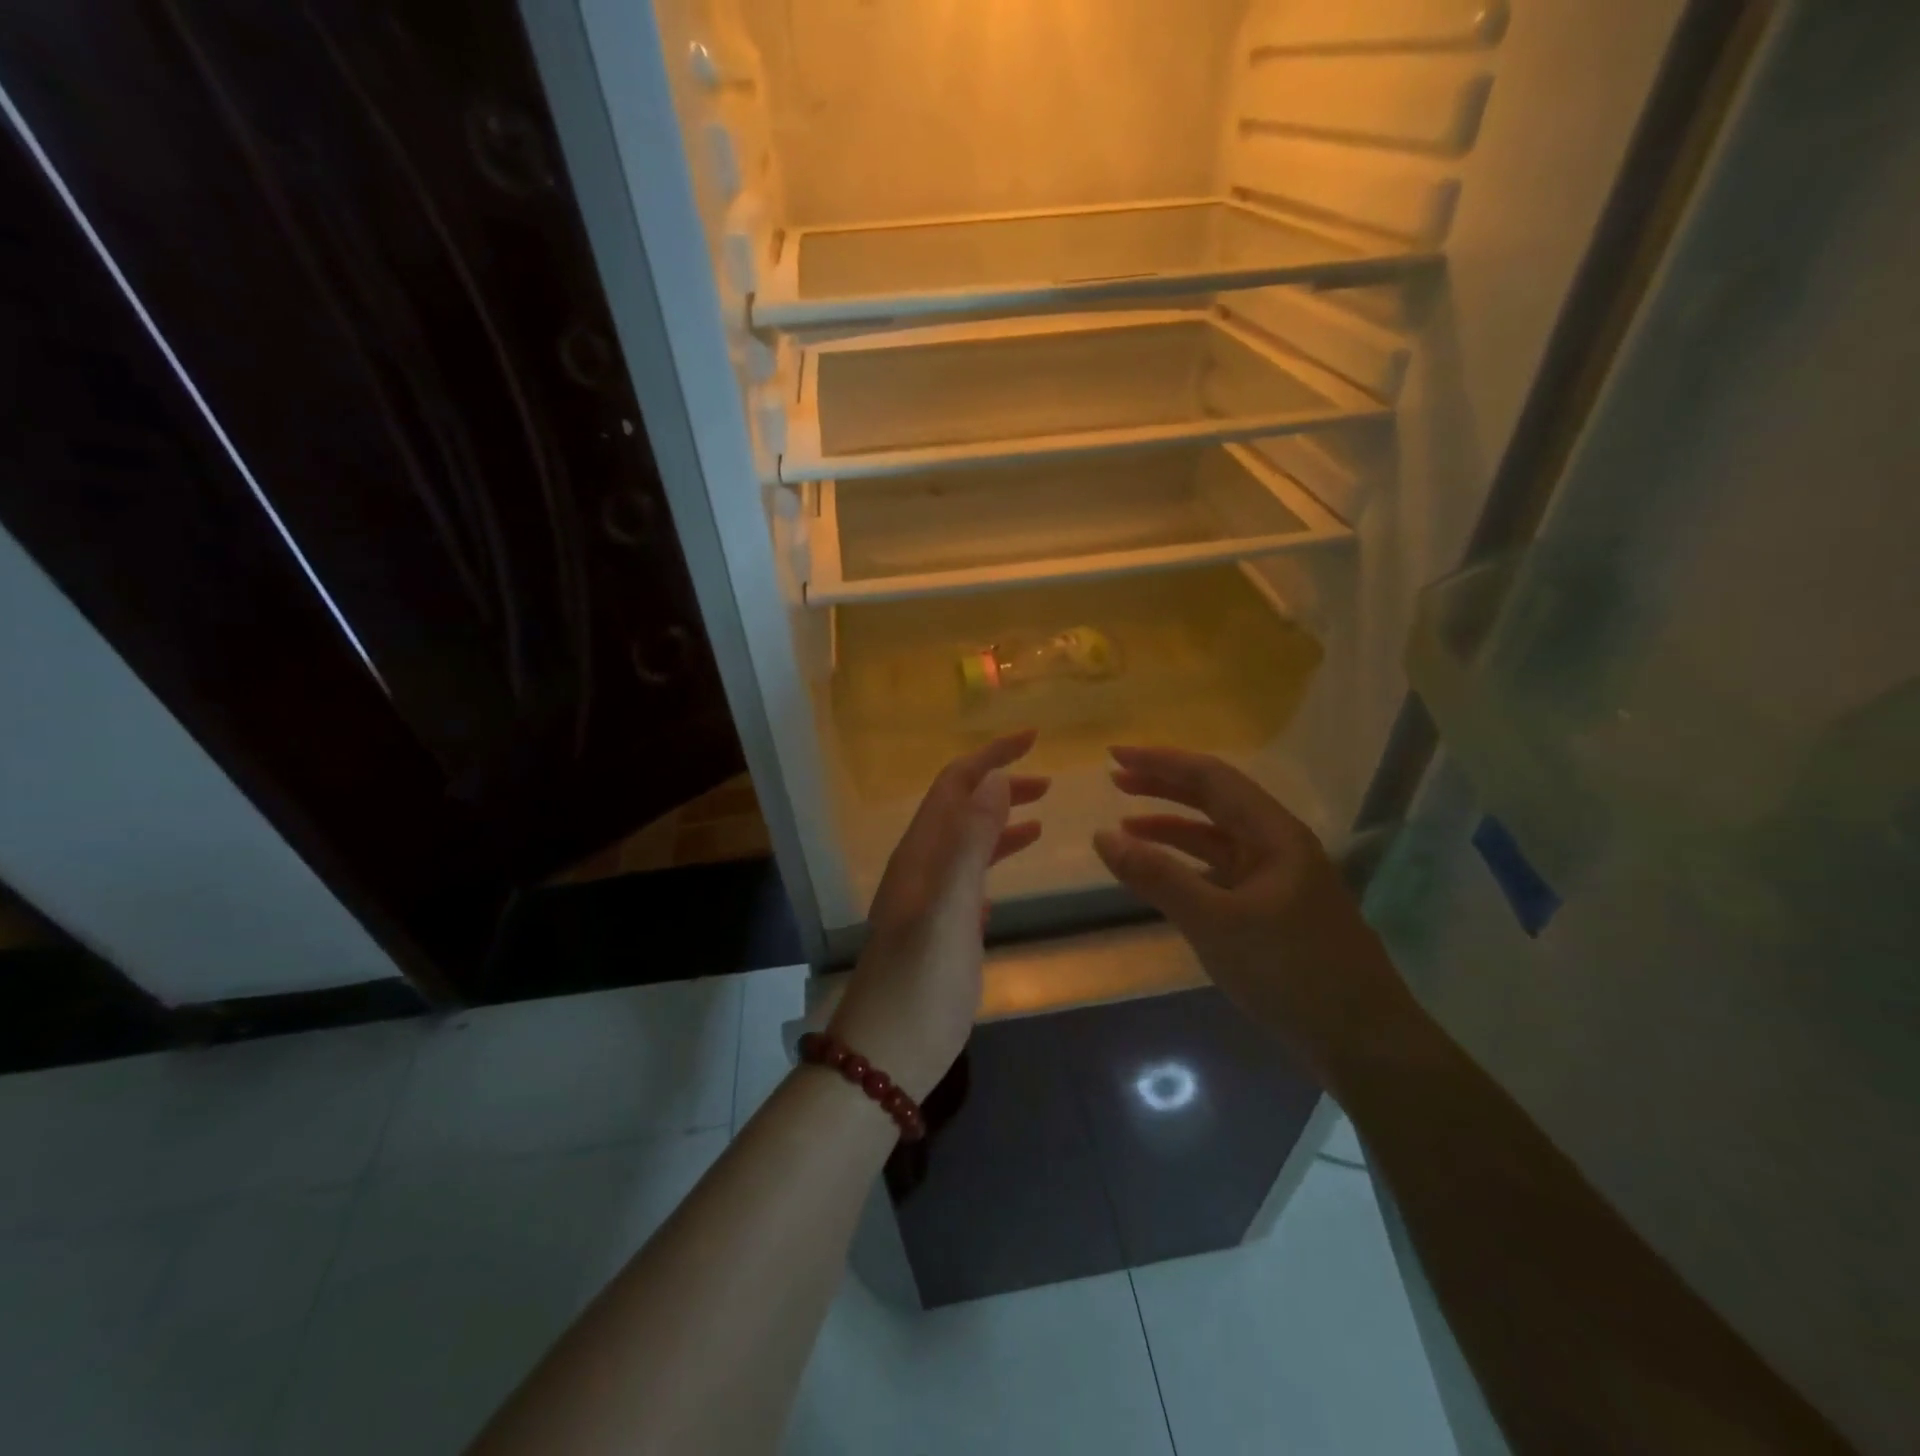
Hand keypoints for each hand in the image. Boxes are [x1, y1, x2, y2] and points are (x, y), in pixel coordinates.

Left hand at [829, 731, 1049, 1099]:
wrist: (887, 1056)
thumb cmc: (920, 983)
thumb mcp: (950, 908)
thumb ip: (971, 843)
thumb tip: (995, 779)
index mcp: (920, 854)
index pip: (954, 785)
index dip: (991, 757)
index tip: (1034, 739)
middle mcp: (921, 868)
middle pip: (960, 808)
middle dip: (1000, 785)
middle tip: (1049, 780)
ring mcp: (929, 900)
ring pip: (966, 842)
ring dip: (1000, 821)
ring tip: (1042, 814)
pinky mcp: (940, 929)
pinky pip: (969, 878)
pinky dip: (993, 859)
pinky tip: (1013, 867)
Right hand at [1092, 746, 1405, 1085]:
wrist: (1362, 1042)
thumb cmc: (1290, 973)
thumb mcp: (1215, 922)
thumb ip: (1157, 877)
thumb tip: (1102, 836)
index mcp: (1274, 834)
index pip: (1211, 777)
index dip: (1160, 761)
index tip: (1114, 755)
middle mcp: (1278, 844)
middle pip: (1215, 799)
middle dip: (1164, 785)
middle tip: (1115, 779)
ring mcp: (1277, 877)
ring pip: (1217, 836)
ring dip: (1172, 826)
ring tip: (1125, 825)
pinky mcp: (1272, 908)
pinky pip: (1221, 870)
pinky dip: (1187, 863)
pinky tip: (1163, 873)